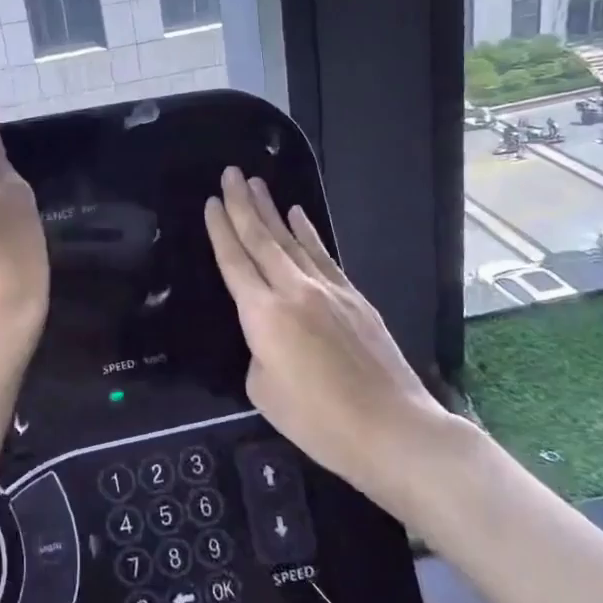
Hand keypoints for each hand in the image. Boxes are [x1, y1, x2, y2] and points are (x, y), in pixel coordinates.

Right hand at [203, 167, 460, 497]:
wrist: (391, 428)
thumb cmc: (318, 421)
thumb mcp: (263, 391)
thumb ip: (258, 352)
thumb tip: (269, 337)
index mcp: (263, 314)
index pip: (234, 261)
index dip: (220, 229)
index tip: (211, 201)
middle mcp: (293, 290)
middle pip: (262, 238)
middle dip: (243, 203)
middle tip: (230, 173)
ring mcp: (327, 290)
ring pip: (292, 240)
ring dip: (272, 209)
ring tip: (257, 183)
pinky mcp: (354, 297)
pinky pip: (322, 254)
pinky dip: (308, 232)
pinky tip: (299, 215)